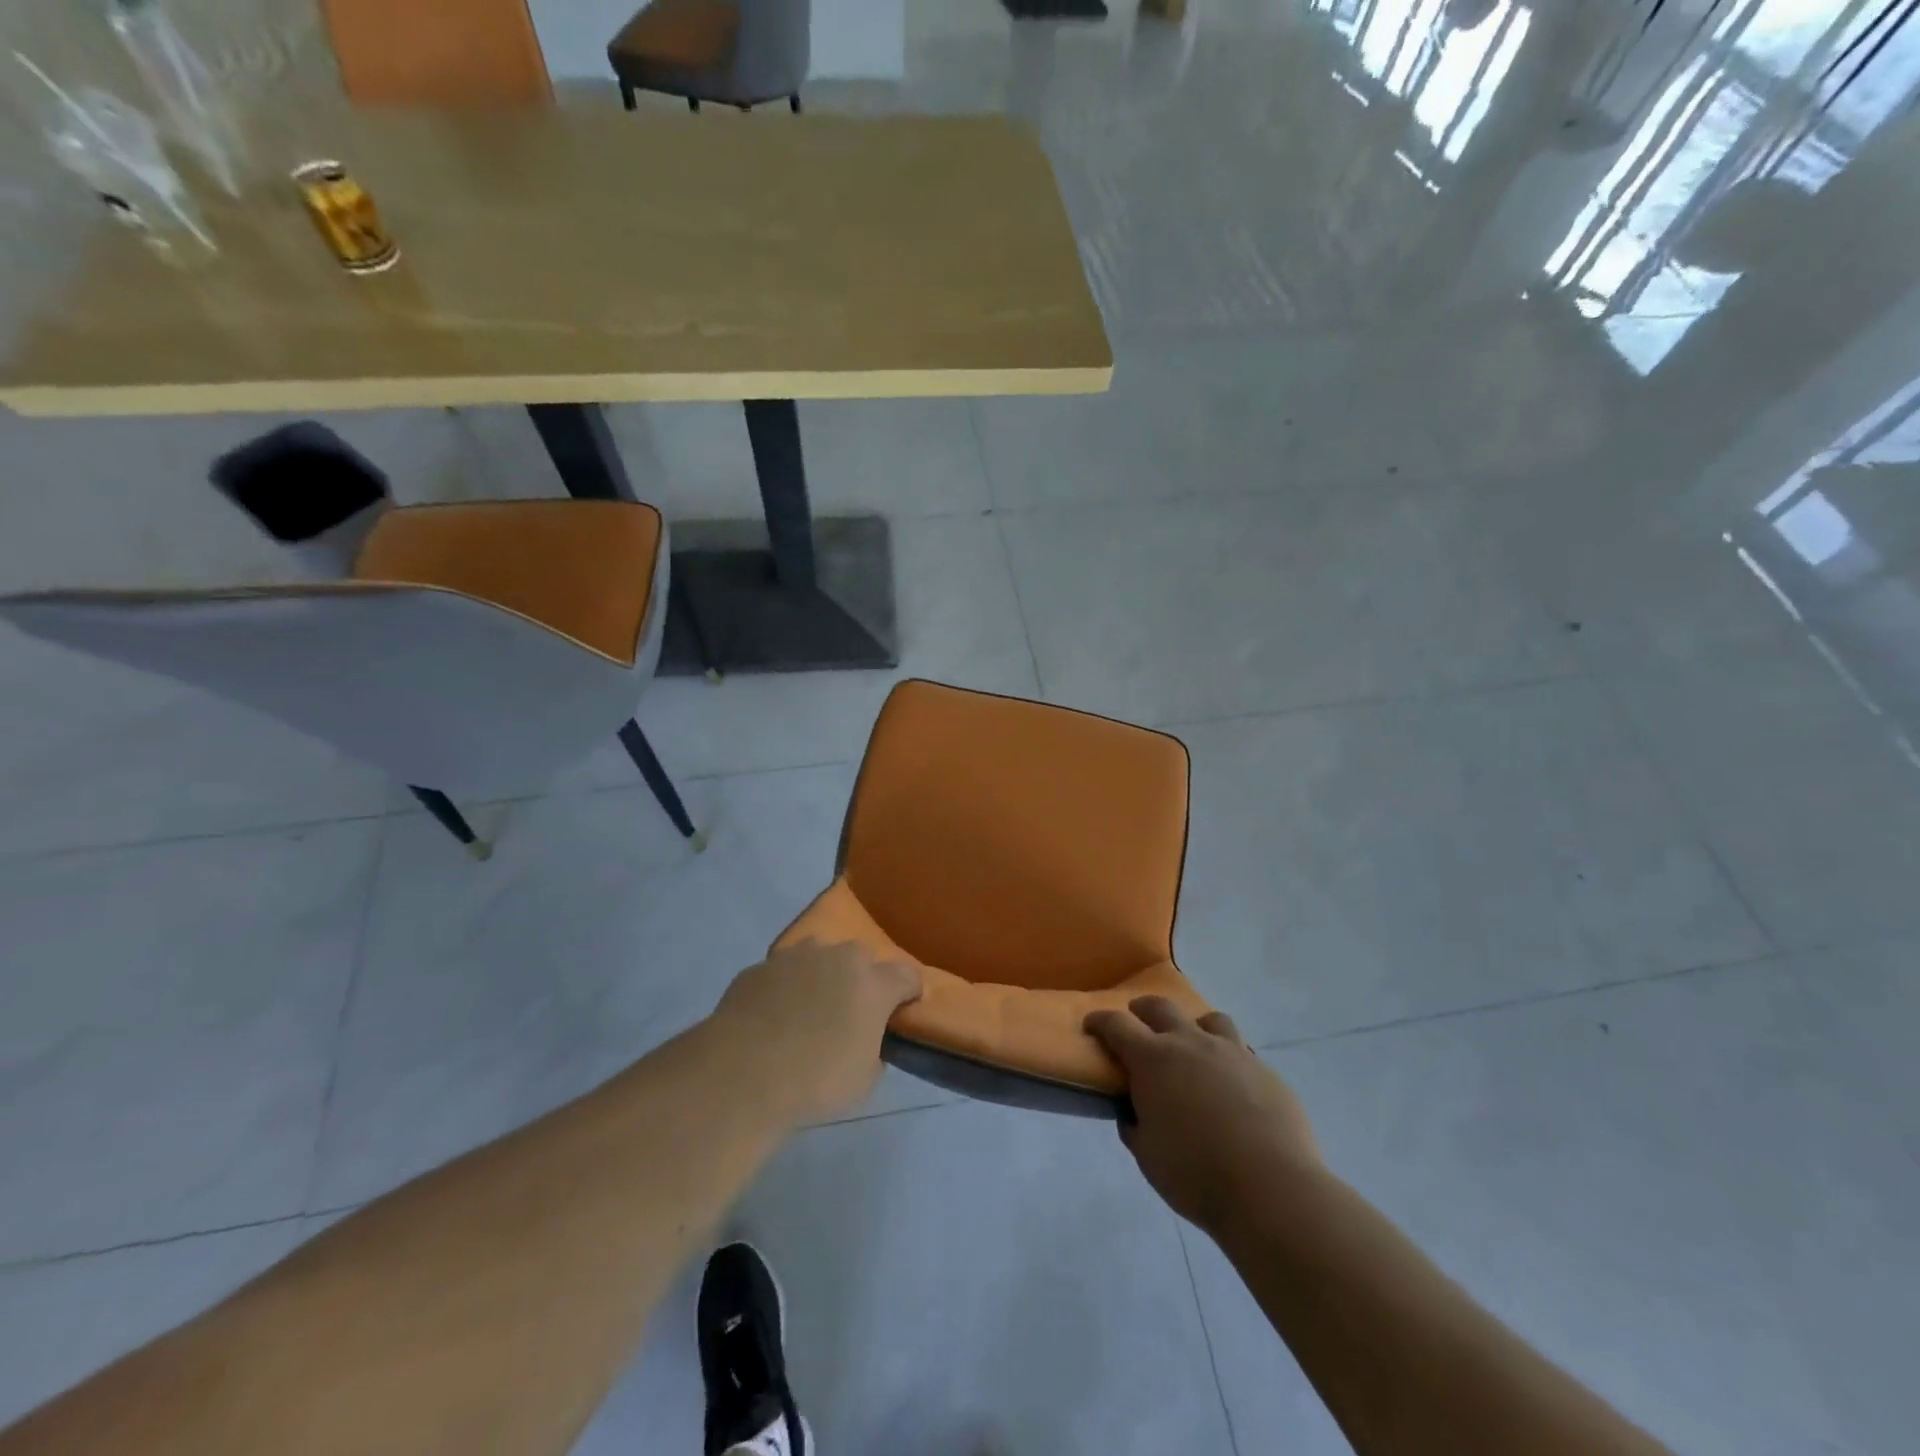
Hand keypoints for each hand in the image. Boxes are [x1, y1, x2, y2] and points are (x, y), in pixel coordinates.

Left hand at [708, 939, 920, 1128]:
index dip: (908, 992)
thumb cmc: (815, 1081)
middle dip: (861, 979)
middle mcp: (838, 958)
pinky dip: (783, 988)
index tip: (902, 1009)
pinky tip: (771, 1017)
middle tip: (850, 1012)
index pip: (907, 975)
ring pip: (818, 956)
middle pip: (861, 957)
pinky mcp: (759, 966)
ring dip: (821, 976)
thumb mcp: (864, 1080)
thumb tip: (866, 1040)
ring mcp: (795, 957)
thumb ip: (874, 1050)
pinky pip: (782, 973)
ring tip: (807, 1010)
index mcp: (873, 983)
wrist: (742, 1074)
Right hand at [1085, 996, 1319, 1235]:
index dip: (1100, 1021)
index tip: (1092, 1025)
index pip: (1116, 1025)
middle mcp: (1190, 1043)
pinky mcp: (1265, 1071)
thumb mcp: (1148, 1155)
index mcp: (1153, 1059)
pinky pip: (1242, 1053)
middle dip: (1143, 1010)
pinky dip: (1228, 1061)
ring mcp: (1232, 1052)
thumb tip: (1134, 1113)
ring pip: (1209, 1019)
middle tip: (1137, 1022)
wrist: (1271, 1189)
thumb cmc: (1195, 1174)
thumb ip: (1135, 1126)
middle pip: (1161, 1007)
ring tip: (1194, 1049)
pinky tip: (1232, 1088)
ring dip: (1194, 1027)